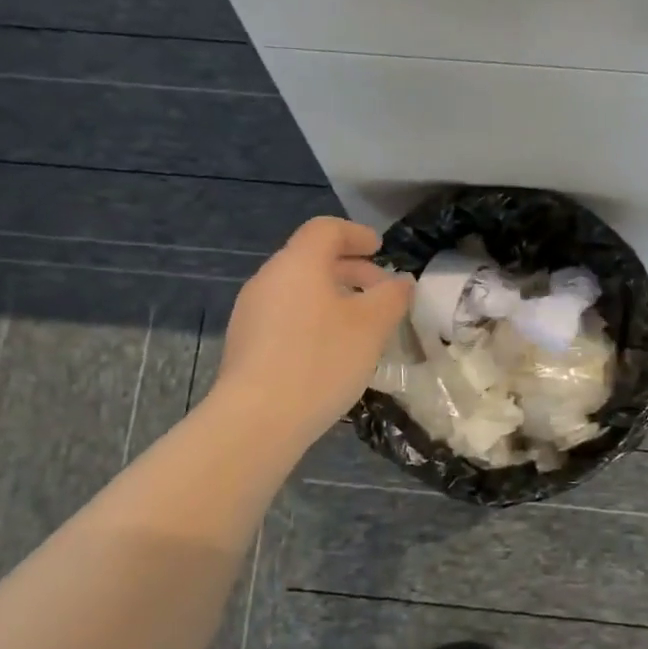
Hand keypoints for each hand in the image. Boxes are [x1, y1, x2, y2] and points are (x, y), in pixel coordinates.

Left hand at [211, 217, 414, 448]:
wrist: (257, 419)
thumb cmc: (320, 360)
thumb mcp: (371, 327)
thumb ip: (392, 297)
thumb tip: (402, 282)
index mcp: (298, 263)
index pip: (326, 229)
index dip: (356, 234)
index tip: (380, 249)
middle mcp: (268, 278)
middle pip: (310, 258)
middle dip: (349, 269)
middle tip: (379, 290)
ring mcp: (251, 311)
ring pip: (297, 289)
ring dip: (331, 296)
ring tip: (359, 324)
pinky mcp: (244, 343)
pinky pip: (284, 315)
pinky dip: (312, 318)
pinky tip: (330, 350)